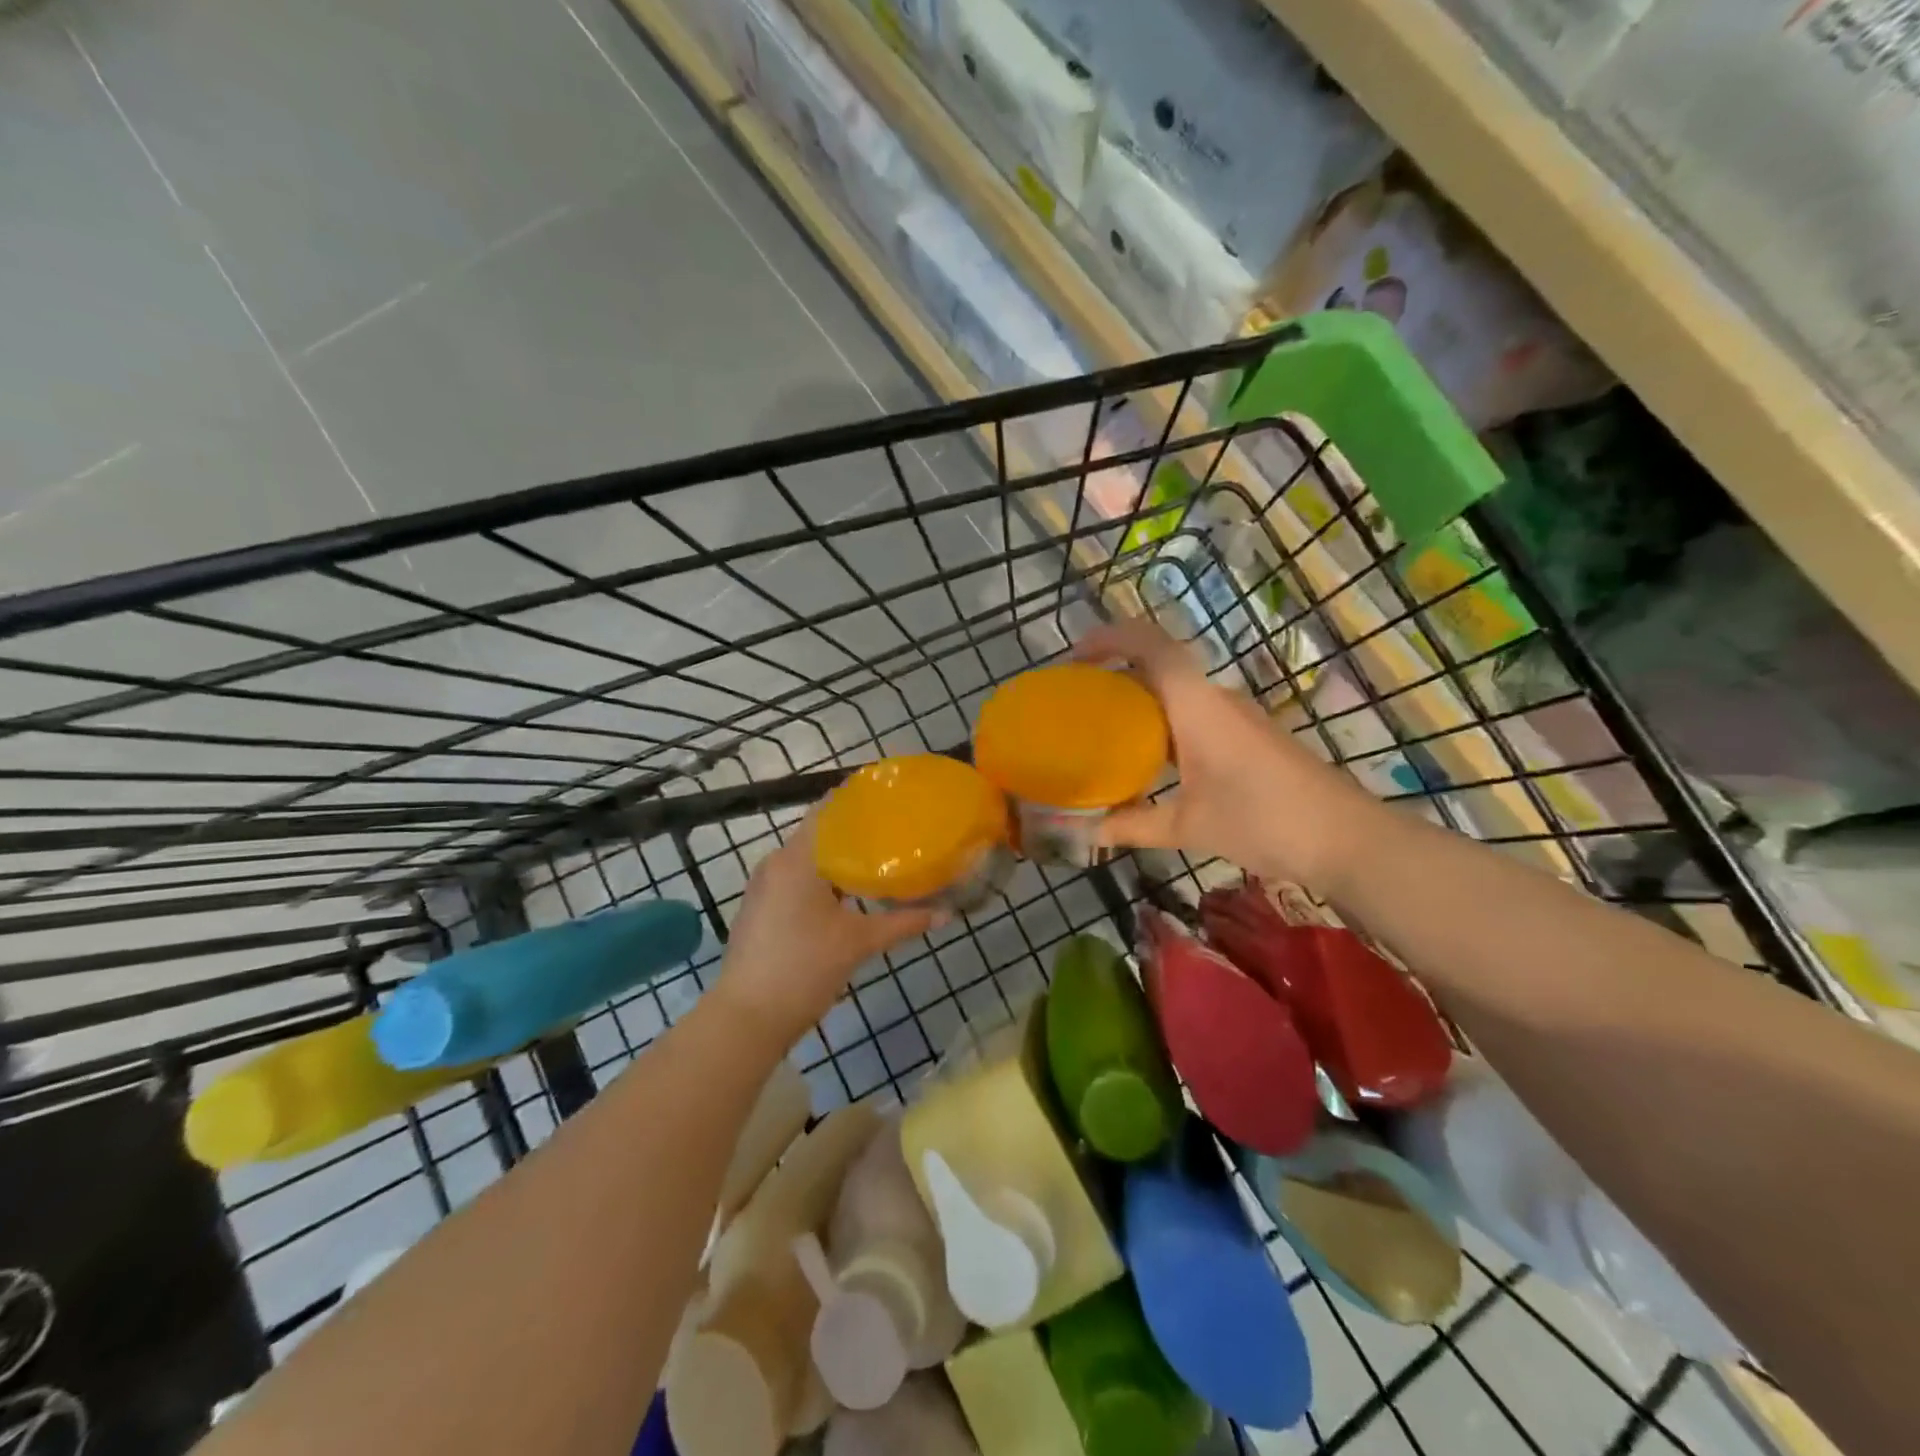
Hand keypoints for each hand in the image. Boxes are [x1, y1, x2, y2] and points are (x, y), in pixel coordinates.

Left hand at [713, 810, 937, 1047]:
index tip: (889, 798)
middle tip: (894, 831)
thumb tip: (947, 915)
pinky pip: (795, 878)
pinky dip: (822, 878)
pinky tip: (848, 892)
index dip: (857, 801)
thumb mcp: (858, 943)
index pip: (827, 811)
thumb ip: (903, 923)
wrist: (747, 1019)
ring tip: (878, 858)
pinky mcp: (760, 908)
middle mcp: (776, 863)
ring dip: (838, 857)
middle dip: (854, 832)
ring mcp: (764, 886)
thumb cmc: (804, 969)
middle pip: (819, 833)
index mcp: (797, 859)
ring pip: (807, 859)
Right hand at [1075, 617, 1378, 890]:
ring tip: (1103, 729)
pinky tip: (1149, 758)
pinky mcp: (1248, 735)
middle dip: (1115, 672)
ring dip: (1140, 700)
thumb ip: (1131, 825)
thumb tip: (1081, 831)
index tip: (1074, 656)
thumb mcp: (1188, 827)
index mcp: (1197, 705)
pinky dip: (1162, 722)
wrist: (1346, 838)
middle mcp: (1215, 698)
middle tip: (1077, 700)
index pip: (1150, 646)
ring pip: (1177, 691)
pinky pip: (1193, 713)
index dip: (1110, 638)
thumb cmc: (1263, 821)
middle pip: (1159, 664)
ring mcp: (1236, 715)